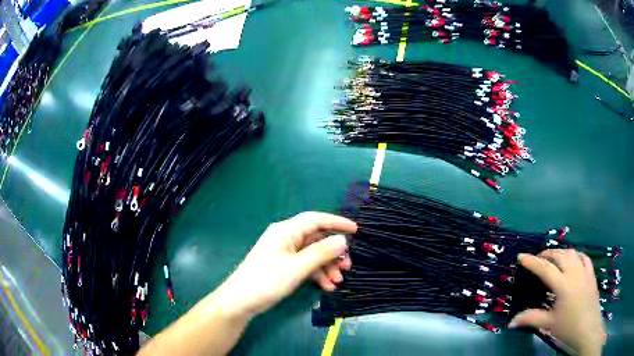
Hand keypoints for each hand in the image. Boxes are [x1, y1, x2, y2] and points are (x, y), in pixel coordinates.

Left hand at [212, 212, 355, 320]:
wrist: (241, 301)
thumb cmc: (267, 281)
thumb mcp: (297, 268)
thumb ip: (321, 253)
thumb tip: (342, 240)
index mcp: (286, 231)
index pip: (315, 219)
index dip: (337, 222)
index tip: (356, 230)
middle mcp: (286, 238)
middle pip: (316, 239)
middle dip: (333, 253)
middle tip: (348, 266)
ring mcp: (284, 253)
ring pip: (313, 254)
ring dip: (327, 267)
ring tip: (337, 282)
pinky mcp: (284, 266)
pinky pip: (305, 265)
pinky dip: (317, 274)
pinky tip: (327, 287)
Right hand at [509, 249, 605, 355]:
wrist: (588, 328)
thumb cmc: (568, 327)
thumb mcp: (549, 324)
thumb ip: (531, 318)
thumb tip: (511, 322)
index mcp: (563, 285)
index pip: (545, 269)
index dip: (532, 261)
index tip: (521, 256)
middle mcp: (574, 273)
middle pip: (560, 255)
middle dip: (548, 254)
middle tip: (538, 259)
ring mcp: (585, 271)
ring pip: (572, 253)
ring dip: (561, 253)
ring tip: (554, 259)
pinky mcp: (591, 274)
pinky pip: (584, 257)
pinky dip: (576, 255)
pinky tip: (573, 260)